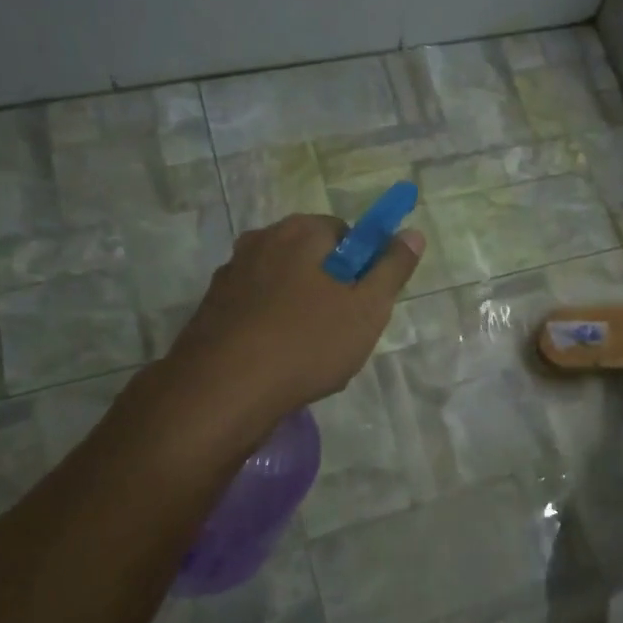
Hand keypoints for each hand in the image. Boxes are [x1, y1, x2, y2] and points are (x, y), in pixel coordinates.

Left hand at [160, 213, 423, 427]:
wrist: (222, 390)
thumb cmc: (307, 342)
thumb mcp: (368, 308)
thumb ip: (393, 268)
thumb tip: (412, 233)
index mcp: (300, 231)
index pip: (345, 233)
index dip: (362, 266)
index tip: (365, 302)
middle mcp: (260, 240)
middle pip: (311, 258)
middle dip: (330, 288)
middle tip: (343, 330)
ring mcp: (230, 274)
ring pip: (282, 285)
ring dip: (299, 309)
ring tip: (309, 353)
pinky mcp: (210, 308)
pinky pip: (256, 309)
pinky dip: (270, 326)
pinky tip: (277, 361)